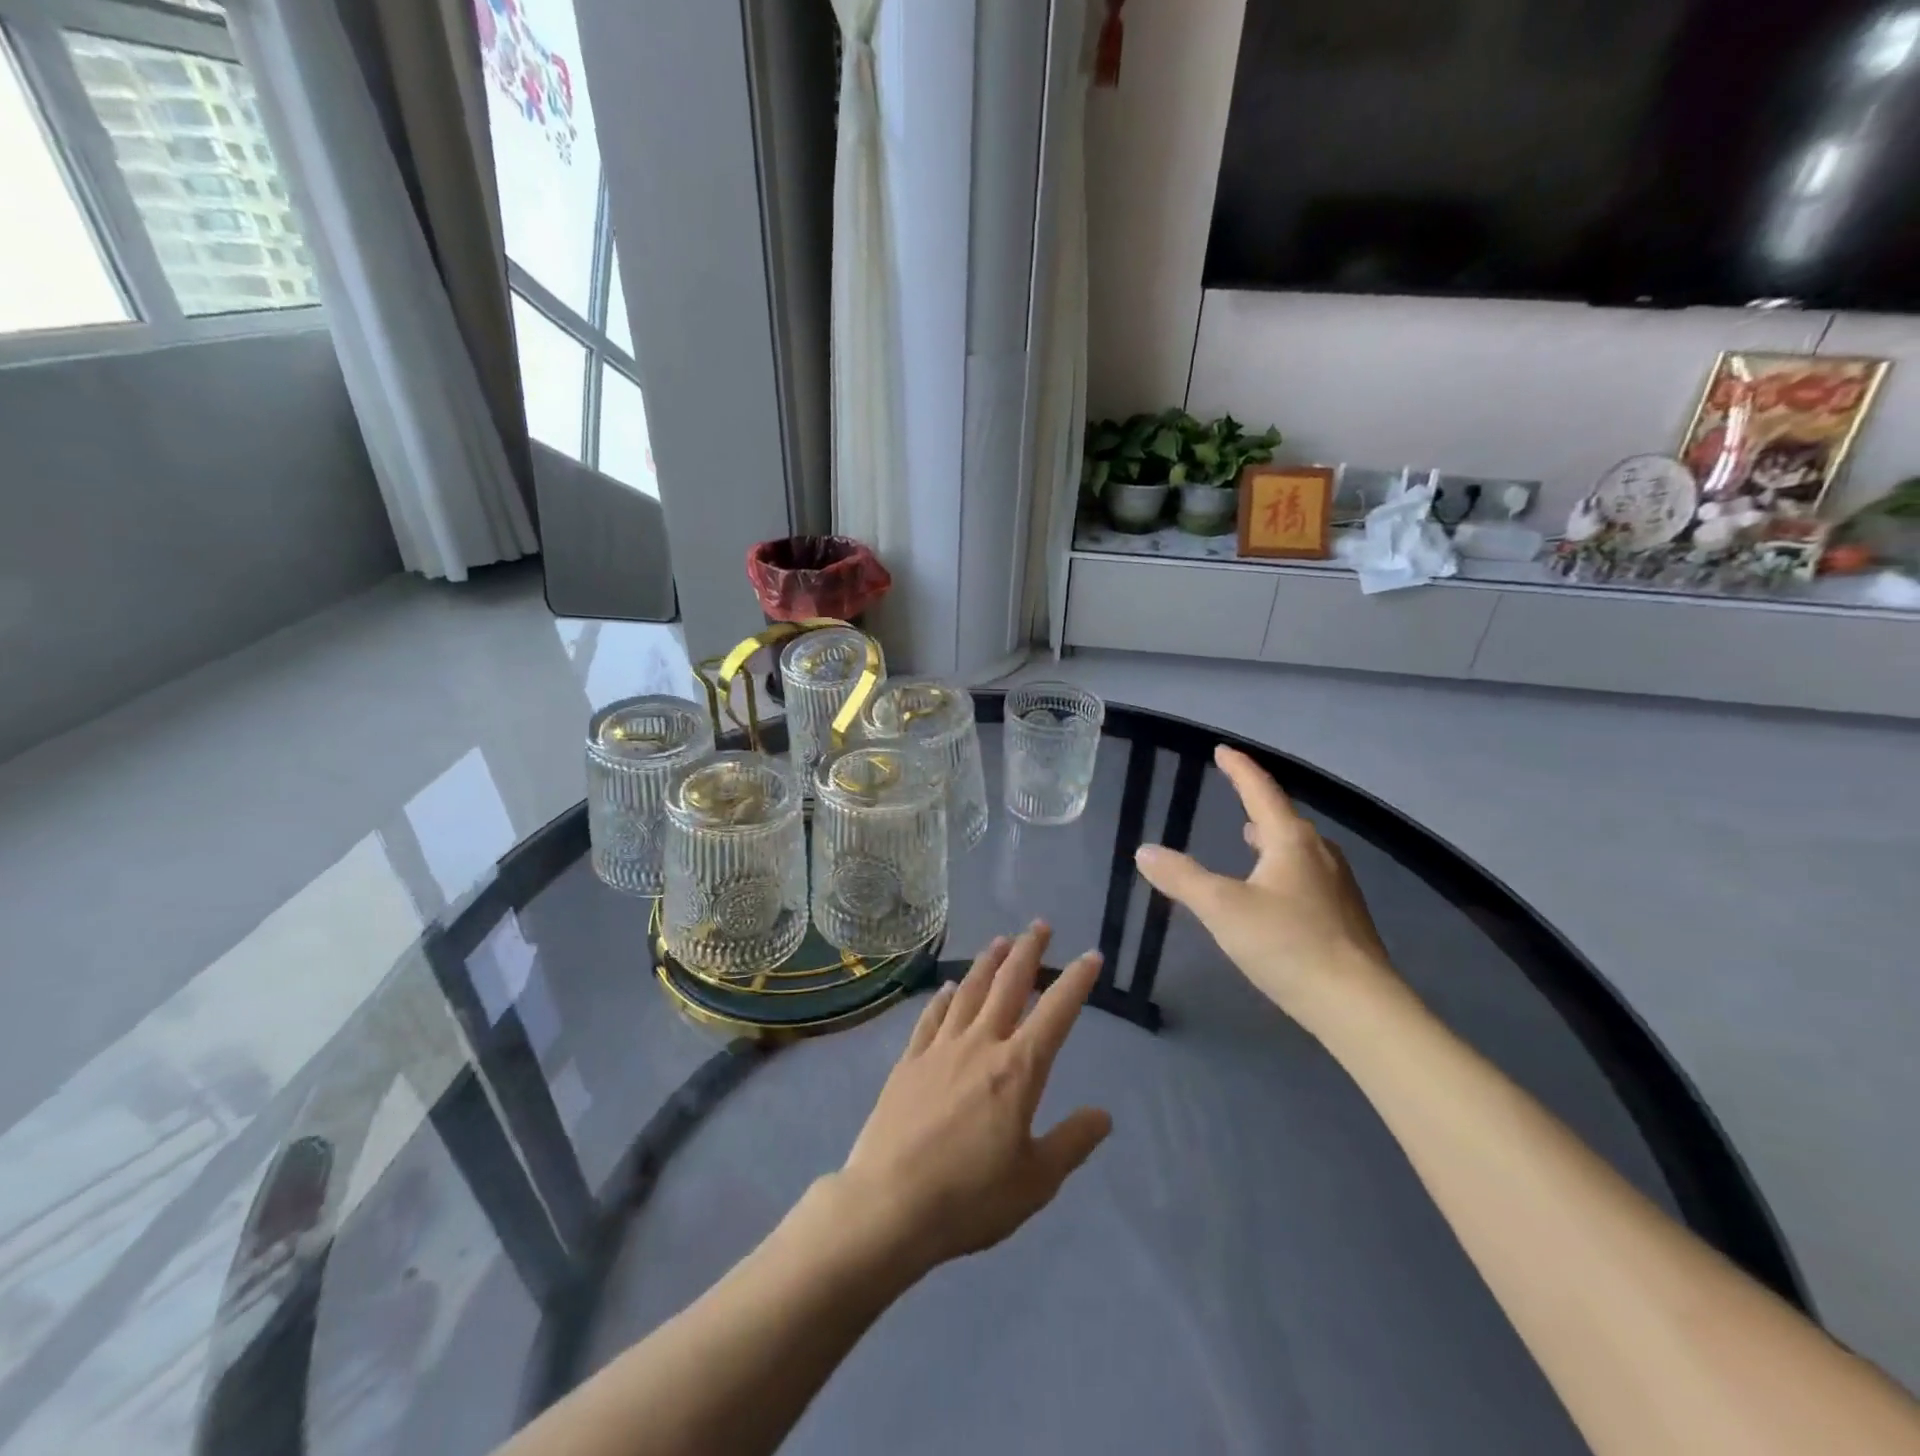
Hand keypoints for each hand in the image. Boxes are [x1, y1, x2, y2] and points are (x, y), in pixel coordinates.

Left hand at [835, 925, 1111, 1274]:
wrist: (889, 1204)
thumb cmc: (970, 1197)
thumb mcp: (1036, 1181)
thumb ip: (1072, 1142)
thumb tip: (1104, 1114)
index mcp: (1018, 1069)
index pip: (1056, 1013)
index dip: (1077, 981)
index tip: (1091, 955)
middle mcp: (980, 1045)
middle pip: (1009, 985)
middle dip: (1028, 952)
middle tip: (1040, 925)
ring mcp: (940, 1048)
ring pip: (969, 992)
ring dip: (987, 963)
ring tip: (999, 942)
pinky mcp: (909, 1061)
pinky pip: (931, 1018)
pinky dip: (943, 998)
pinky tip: (949, 988)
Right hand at [1134, 745, 1398, 1027]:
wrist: (1358, 1005)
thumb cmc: (1287, 945)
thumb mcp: (1222, 909)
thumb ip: (1182, 878)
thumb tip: (1145, 850)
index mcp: (1291, 840)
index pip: (1260, 790)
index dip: (1239, 768)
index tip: (1222, 750)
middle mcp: (1318, 853)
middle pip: (1283, 816)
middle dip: (1256, 800)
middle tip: (1234, 791)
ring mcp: (1336, 884)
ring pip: (1297, 846)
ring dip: (1270, 835)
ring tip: (1249, 836)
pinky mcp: (1344, 914)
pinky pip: (1306, 872)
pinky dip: (1282, 864)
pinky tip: (1274, 886)